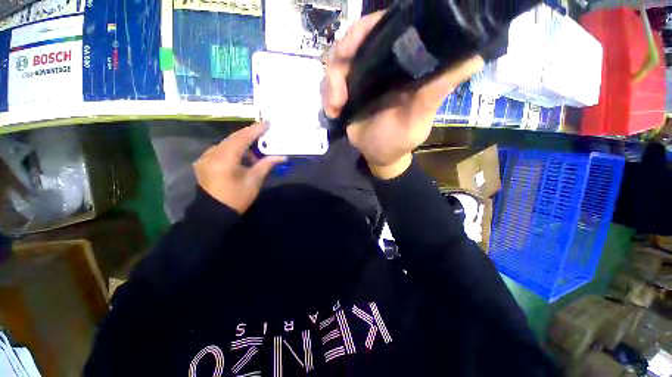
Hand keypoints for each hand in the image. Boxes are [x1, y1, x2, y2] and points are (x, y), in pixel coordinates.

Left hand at [194, 123, 286, 213]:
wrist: (214, 213)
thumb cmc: (237, 198)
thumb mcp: (254, 181)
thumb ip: (267, 165)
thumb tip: (282, 156)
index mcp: (224, 159)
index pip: (241, 139)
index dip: (255, 130)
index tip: (266, 123)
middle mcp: (211, 154)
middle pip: (233, 139)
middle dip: (249, 136)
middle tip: (264, 134)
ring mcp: (205, 158)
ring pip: (227, 144)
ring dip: (242, 145)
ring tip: (255, 153)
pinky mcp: (204, 162)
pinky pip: (221, 150)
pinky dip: (233, 151)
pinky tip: (242, 159)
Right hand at [322, 12, 483, 178]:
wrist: (378, 156)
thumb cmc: (399, 140)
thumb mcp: (418, 118)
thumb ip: (436, 91)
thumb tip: (474, 57)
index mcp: (403, 65)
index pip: (385, 29)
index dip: (366, 30)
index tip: (352, 48)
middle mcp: (382, 64)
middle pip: (354, 41)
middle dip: (340, 60)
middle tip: (338, 92)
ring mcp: (362, 77)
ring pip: (338, 61)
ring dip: (331, 84)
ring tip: (335, 107)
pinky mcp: (348, 91)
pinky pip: (330, 82)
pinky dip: (327, 94)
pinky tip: (332, 111)